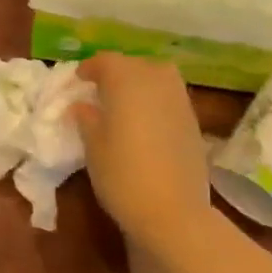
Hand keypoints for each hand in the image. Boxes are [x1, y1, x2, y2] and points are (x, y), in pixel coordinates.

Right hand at [73, 52, 213, 238]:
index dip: (89, 68)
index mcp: (127, 81)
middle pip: (133, 64)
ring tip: (122, 104)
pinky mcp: (193, 120)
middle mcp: (157, 80)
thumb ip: (87, 119)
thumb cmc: (123, 176)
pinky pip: (168, 97)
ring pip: (156, 77)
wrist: (174, 211)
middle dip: (115, 73)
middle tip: (98, 91)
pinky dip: (154, 101)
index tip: (78, 80)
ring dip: (138, 84)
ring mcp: (180, 99)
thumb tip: (83, 106)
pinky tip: (143, 122)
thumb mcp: (93, 147)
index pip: (105, 61)